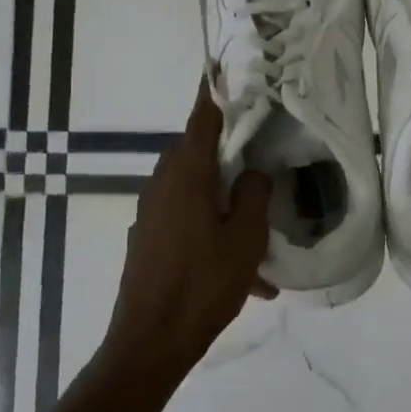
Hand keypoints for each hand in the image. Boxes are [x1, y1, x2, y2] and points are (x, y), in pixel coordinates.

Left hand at [107, 78, 273, 374]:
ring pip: (195, 192)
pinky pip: (186, 221)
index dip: (216, 91)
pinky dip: (212, 232)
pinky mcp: (148, 240)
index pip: (202, 117)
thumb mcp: (245, 238)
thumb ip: (254, 194)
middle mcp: (162, 184)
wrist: (149, 342)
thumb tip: (253, 173)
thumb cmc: (203, 284)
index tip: (226, 68)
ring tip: (258, 239)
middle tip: (262, 158)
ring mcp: (151, 213)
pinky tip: (242, 275)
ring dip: (224, 204)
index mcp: (186, 174)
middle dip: (229, 154)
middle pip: (198, 153)